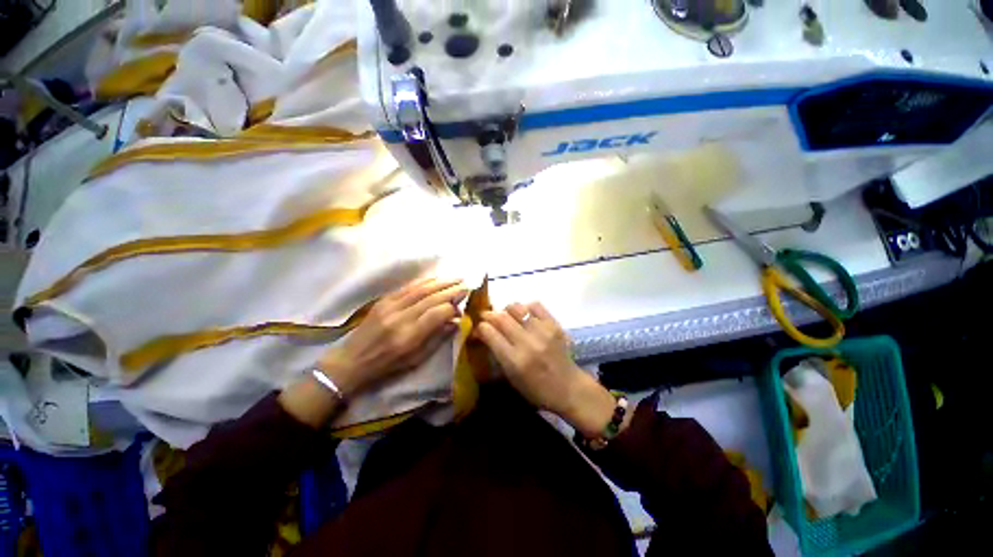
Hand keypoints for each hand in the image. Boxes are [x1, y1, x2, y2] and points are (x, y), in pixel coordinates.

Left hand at [319, 278, 467, 396]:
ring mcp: (390, 306)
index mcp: (408, 336)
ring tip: (456, 279)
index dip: (452, 308)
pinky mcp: (384, 300)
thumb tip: (456, 321)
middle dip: (451, 290)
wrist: (352, 360)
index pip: (437, 314)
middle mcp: (400, 318)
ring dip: (441, 282)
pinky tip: (436, 279)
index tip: (463, 307)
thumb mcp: (416, 359)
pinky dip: (425, 281)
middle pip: (431, 298)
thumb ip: (437, 338)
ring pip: (421, 289)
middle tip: (466, 285)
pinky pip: (408, 287)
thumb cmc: (387, 365)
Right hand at [476, 302, 617, 437]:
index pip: (490, 333)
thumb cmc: (536, 389)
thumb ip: (498, 353)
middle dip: (489, 315)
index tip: (478, 328)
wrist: (568, 387)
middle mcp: (527, 343)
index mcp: (514, 361)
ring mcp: (543, 331)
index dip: (480, 327)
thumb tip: (485, 333)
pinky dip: (526, 307)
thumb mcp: (511, 377)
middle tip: (486, 316)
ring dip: (506, 309)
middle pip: (501, 318)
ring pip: (517, 308)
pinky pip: (535, 305)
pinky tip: (525, 314)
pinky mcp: (554, 325)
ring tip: (506, 315)